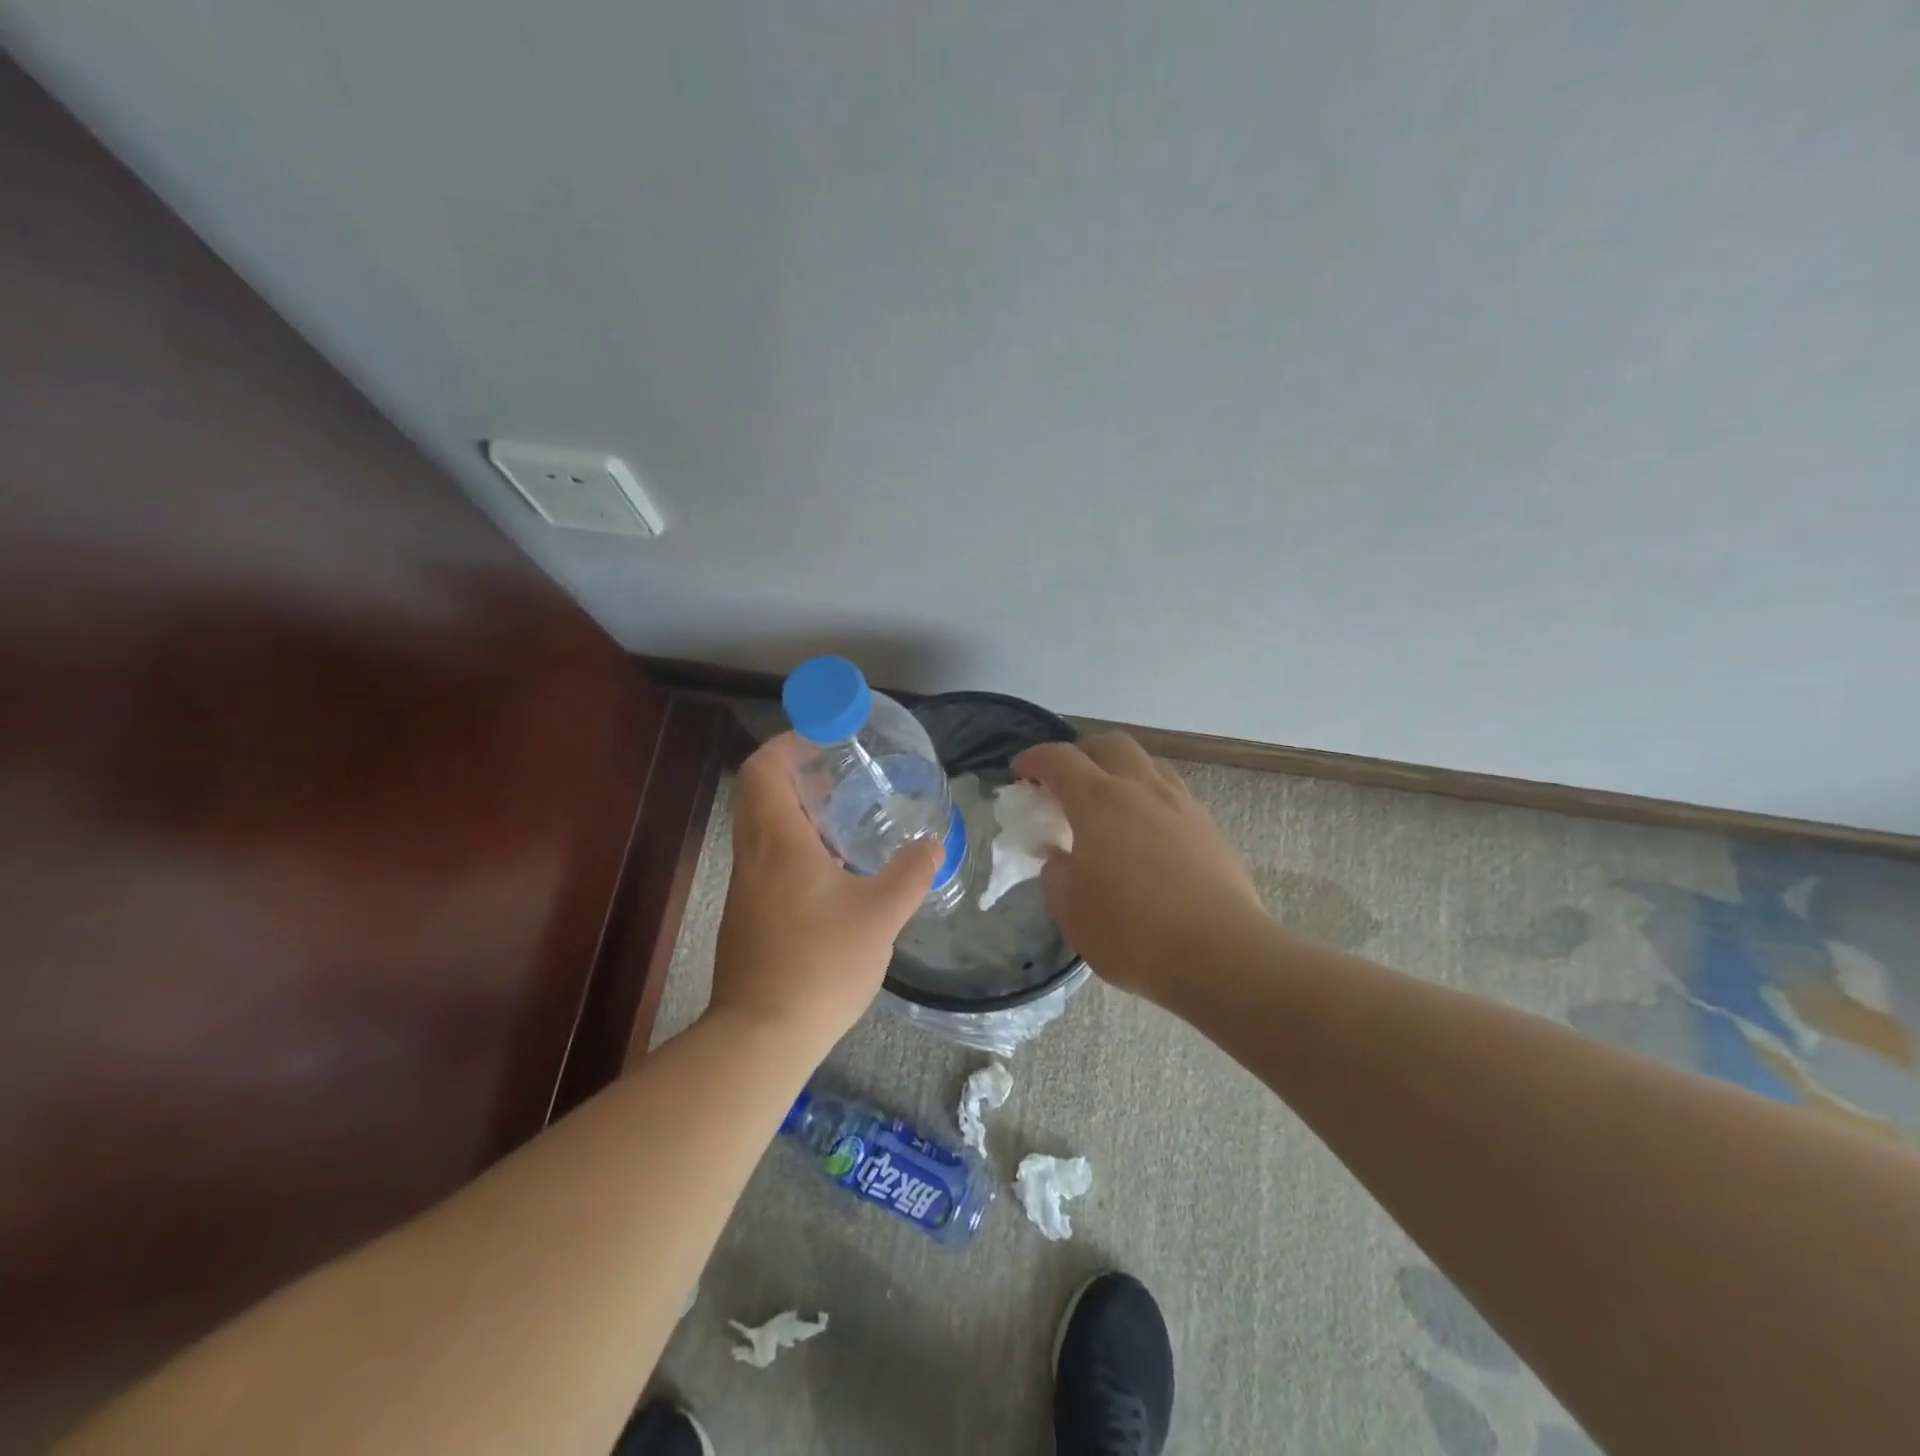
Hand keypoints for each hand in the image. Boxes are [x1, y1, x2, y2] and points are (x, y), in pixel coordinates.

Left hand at [709, 734, 940, 1049]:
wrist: (762, 1035)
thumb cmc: (820, 964)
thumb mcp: (881, 915)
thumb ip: (911, 874)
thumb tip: (934, 845)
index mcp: (778, 841)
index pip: (763, 769)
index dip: (788, 744)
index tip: (824, 738)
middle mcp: (753, 855)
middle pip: (760, 793)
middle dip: (797, 775)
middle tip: (841, 776)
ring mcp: (746, 887)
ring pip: (763, 827)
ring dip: (798, 812)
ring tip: (845, 820)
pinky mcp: (747, 914)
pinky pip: (767, 858)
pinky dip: (795, 845)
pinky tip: (834, 872)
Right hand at [1013, 733, 1266, 1002]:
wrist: (1221, 954)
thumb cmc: (1133, 932)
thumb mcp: (1072, 911)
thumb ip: (1057, 875)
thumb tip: (1061, 859)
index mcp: (1099, 801)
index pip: (1059, 760)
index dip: (1034, 759)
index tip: (1020, 772)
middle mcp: (1142, 789)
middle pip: (1109, 744)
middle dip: (1081, 753)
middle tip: (1065, 780)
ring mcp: (1181, 804)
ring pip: (1147, 763)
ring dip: (1120, 769)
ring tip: (1108, 802)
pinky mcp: (1209, 828)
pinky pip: (1172, 792)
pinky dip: (1149, 796)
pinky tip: (1145, 831)